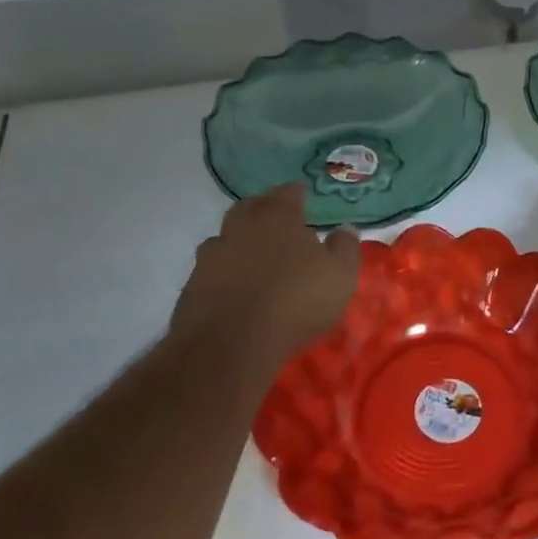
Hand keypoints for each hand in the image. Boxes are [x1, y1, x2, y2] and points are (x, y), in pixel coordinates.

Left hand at [170, 186, 360, 376]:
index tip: (302, 194)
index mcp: (276, 217)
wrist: (230, 345)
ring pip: (226, 239)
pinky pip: (211, 272)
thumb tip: (345, 229)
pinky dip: (224, 275)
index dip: (296, 193)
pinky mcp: (192, 288)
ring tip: (254, 258)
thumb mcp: (339, 275)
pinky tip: (235, 290)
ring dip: (239, 243)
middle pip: (249, 208)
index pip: (287, 193)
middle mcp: (240, 228)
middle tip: (276, 220)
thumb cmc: (295, 300)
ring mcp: (211, 257)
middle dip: (263, 210)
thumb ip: (344, 247)